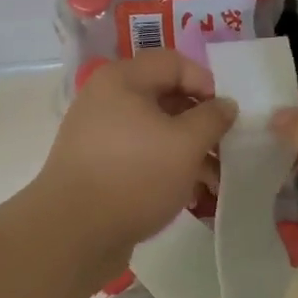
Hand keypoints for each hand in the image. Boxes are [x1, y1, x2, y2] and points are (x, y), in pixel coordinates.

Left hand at [29, 50, 237, 275]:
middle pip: (165, 96)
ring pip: (155, 130)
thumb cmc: (134, 176)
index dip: (206, 83)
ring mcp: (99, 134)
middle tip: (224, 149)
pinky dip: (165, 167)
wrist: (70, 235)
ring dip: (187, 150)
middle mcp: (107, 99)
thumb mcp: (186, 144)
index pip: (174, 62)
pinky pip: (140, 155)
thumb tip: (225, 105)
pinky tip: (187, 194)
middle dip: (200, 123)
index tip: (226, 116)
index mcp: (123, 80)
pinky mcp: (97, 166)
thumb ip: (212, 118)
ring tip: (213, 180)